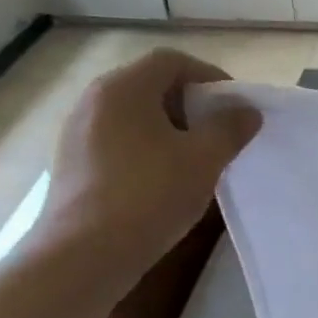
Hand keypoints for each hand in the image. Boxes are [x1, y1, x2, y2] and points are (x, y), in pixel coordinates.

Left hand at [36, 49, 259, 287]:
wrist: (83, 256)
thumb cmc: (149, 195)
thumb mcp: (204, 159)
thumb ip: (229, 128)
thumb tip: (246, 111)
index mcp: (123, 88)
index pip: (172, 61)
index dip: (210, 76)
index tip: (235, 107)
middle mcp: (93, 101)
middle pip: (151, 86)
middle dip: (192, 105)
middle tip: (220, 133)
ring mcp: (76, 133)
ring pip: (134, 116)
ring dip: (170, 129)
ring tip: (196, 159)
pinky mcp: (71, 165)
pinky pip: (117, 141)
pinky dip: (146, 149)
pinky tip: (163, 181)